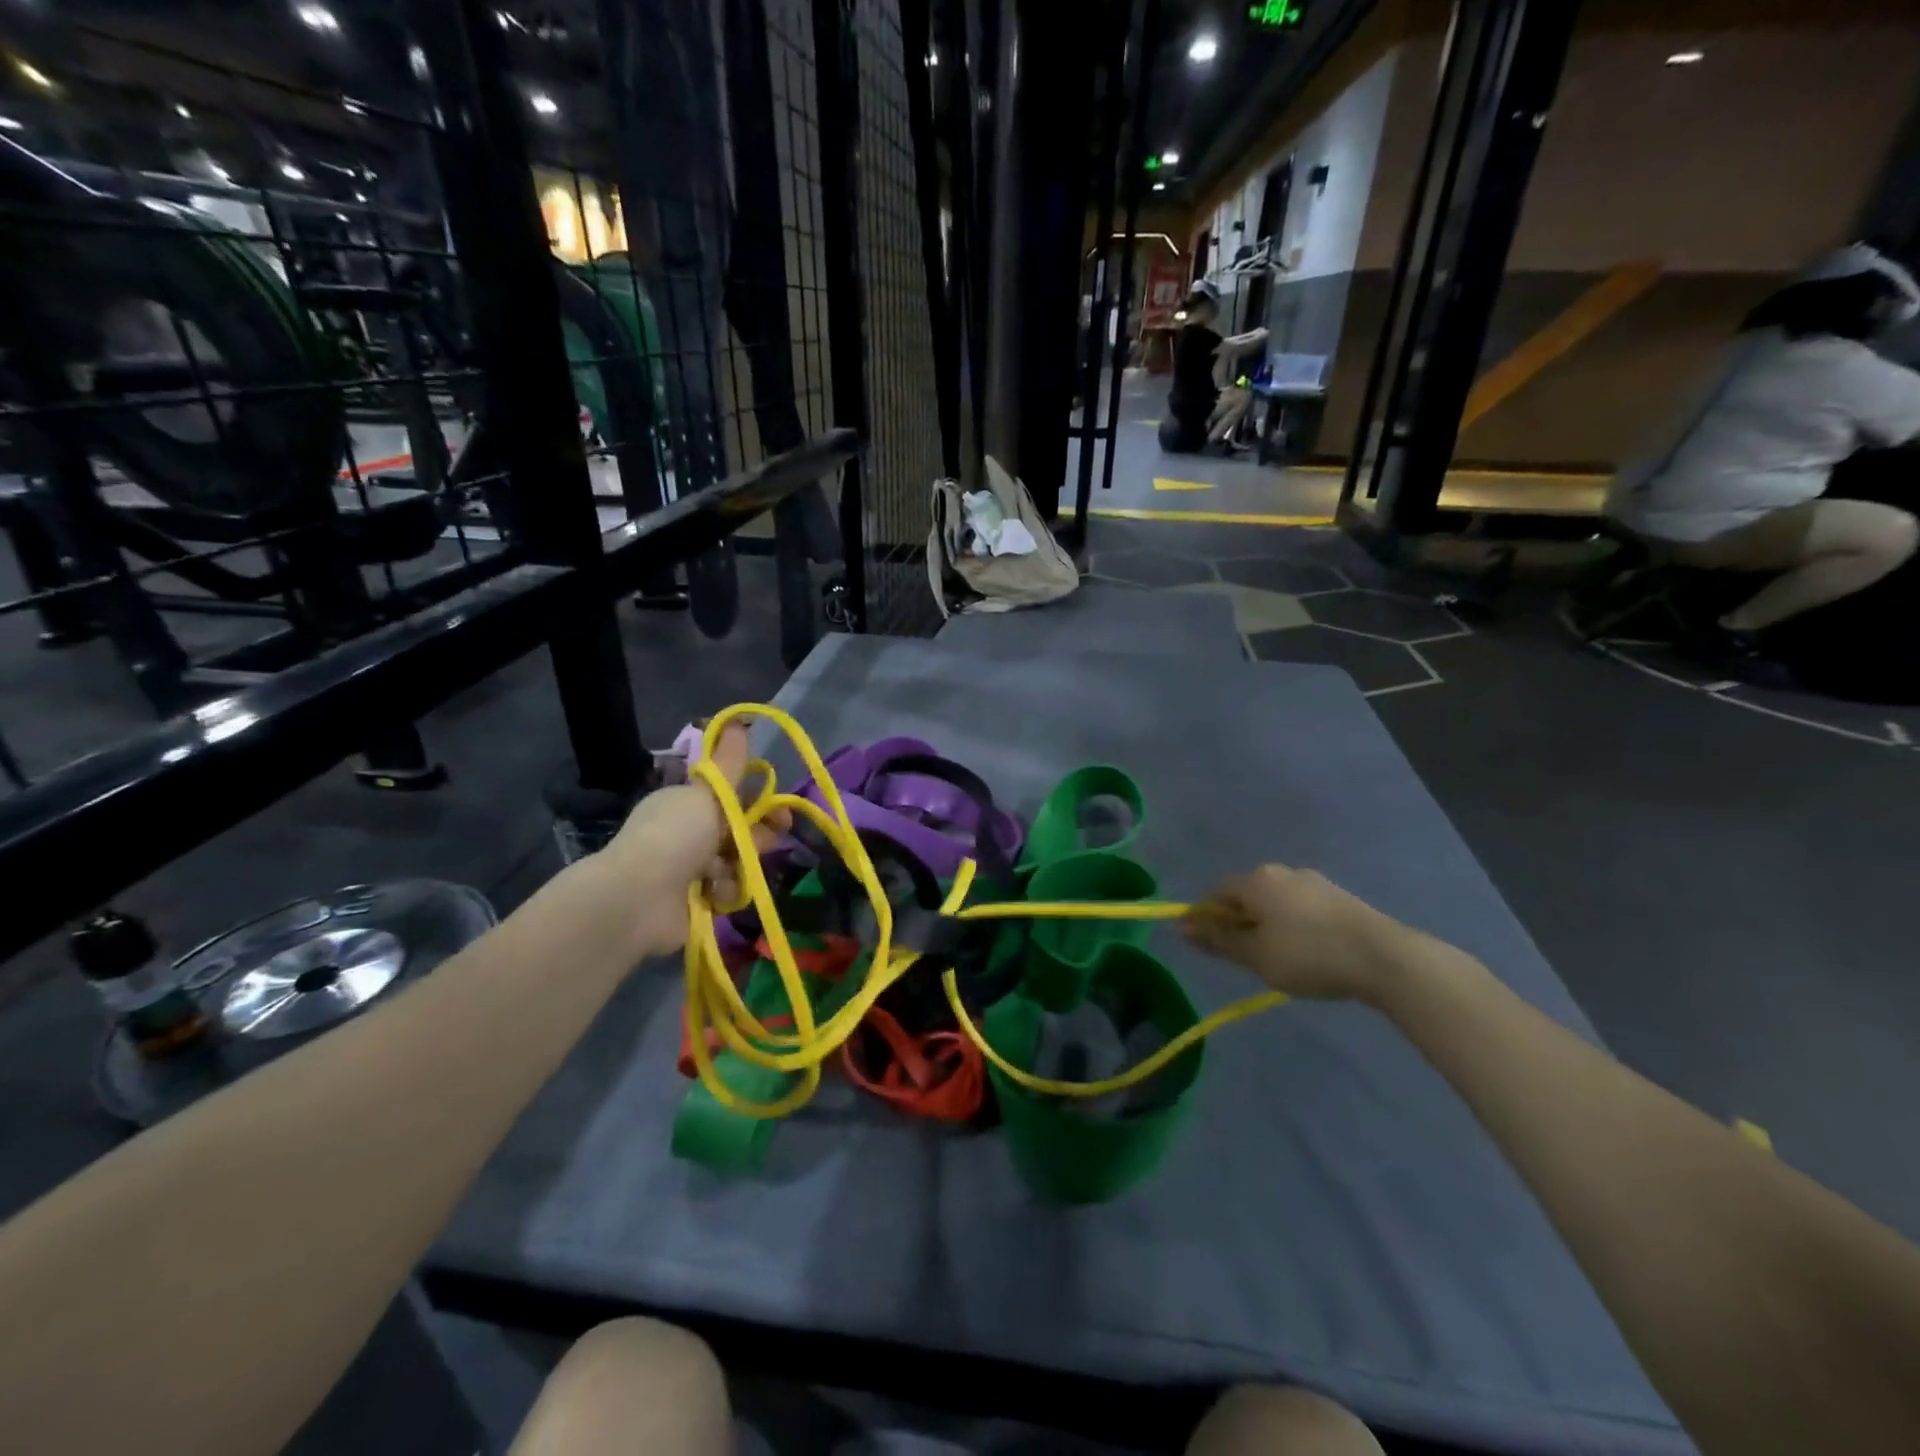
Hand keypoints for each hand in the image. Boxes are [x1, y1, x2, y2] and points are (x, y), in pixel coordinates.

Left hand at [599, 721, 788, 954]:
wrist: (637, 899)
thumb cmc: (675, 836)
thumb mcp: (707, 793)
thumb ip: (729, 763)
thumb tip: (738, 722)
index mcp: (686, 803)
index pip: (731, 800)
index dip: (760, 804)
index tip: (781, 812)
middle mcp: (686, 834)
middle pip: (737, 833)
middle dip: (756, 837)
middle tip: (766, 843)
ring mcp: (688, 871)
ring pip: (735, 864)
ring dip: (739, 867)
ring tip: (728, 873)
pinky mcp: (693, 904)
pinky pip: (725, 894)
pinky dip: (724, 893)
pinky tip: (715, 894)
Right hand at [1183, 864, 1419, 1004]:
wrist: (1384, 957)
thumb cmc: (1308, 955)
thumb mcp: (1256, 956)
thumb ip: (1219, 941)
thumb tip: (1184, 927)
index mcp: (1256, 880)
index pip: (1216, 893)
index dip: (1205, 918)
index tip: (1205, 946)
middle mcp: (1281, 872)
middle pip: (1246, 896)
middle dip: (1237, 923)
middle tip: (1242, 958)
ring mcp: (1313, 881)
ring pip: (1274, 903)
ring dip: (1266, 926)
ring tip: (1276, 960)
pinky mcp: (1338, 897)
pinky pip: (1300, 909)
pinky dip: (1292, 927)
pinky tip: (1305, 952)